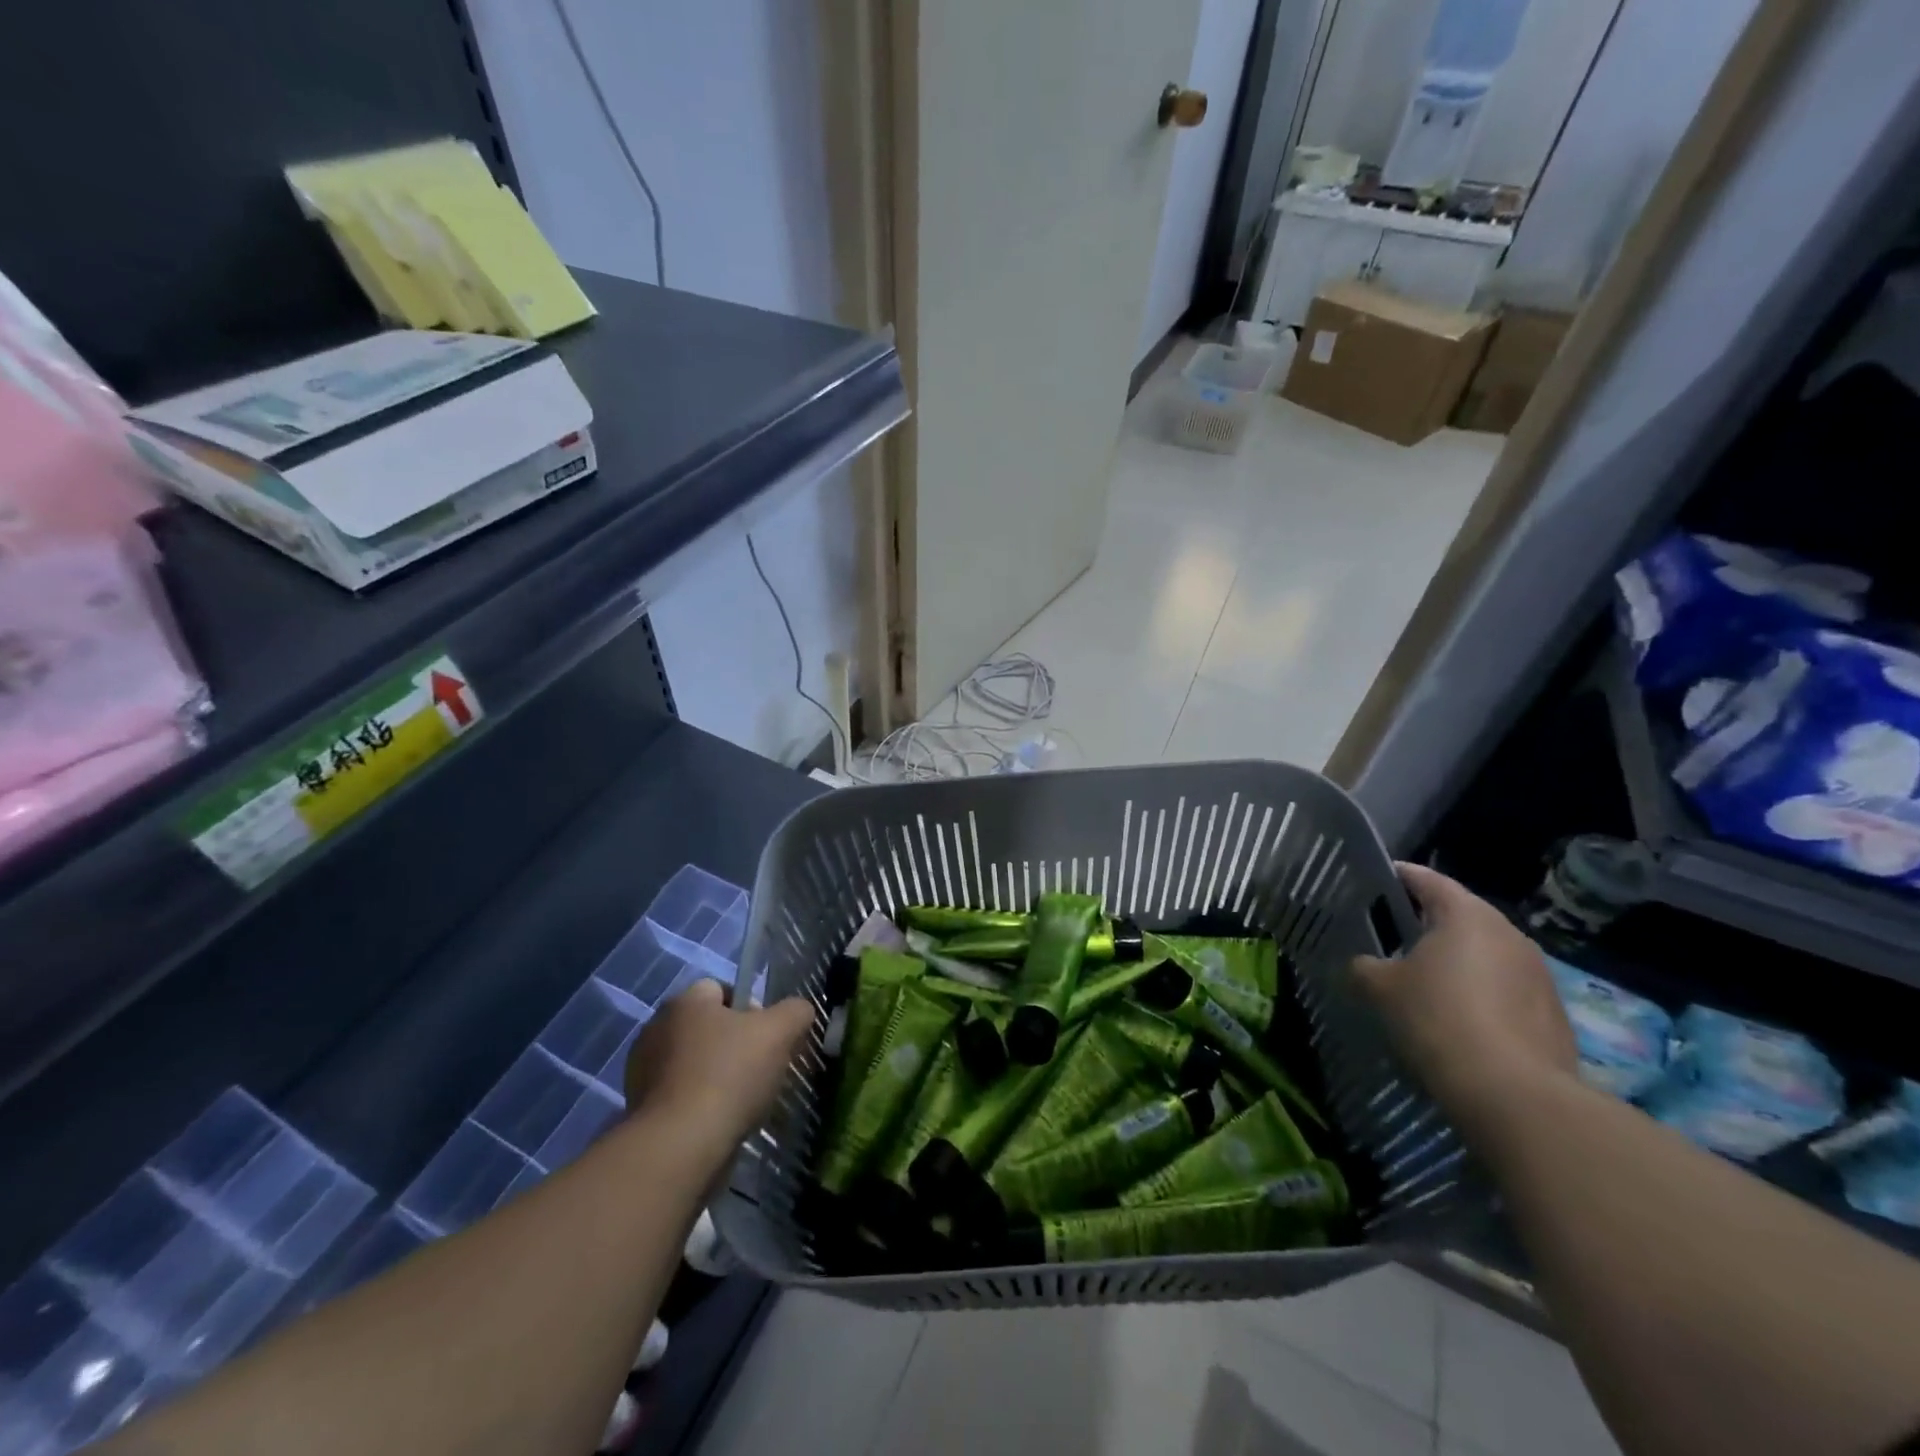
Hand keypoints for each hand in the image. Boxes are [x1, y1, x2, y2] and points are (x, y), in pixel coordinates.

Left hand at [624, 979, 814, 1145]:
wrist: (679, 1147)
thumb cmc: (729, 1075)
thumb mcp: (780, 1032)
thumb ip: (796, 1012)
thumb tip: (798, 1012)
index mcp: (685, 1001)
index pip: (722, 989)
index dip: (750, 1009)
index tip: (767, 1037)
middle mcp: (657, 1027)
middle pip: (707, 1026)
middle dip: (732, 1044)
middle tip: (759, 1069)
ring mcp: (641, 1071)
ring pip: (692, 1063)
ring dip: (713, 1076)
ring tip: (740, 1102)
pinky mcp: (638, 1109)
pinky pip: (677, 1096)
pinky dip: (696, 1104)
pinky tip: (716, 1122)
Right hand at [1351, 863, 1578, 1132]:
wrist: (1513, 1093)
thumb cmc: (1437, 1019)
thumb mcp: (1380, 988)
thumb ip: (1365, 967)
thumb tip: (1364, 965)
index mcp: (1466, 915)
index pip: (1428, 879)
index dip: (1400, 876)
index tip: (1377, 879)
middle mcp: (1509, 933)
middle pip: (1461, 915)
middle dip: (1429, 922)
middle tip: (1394, 933)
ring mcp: (1538, 974)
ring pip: (1487, 953)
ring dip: (1459, 960)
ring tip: (1426, 979)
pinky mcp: (1554, 1013)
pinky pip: (1507, 989)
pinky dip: (1482, 993)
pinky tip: (1460, 1019)